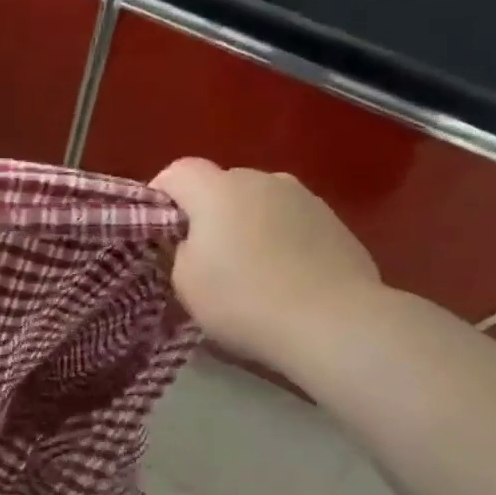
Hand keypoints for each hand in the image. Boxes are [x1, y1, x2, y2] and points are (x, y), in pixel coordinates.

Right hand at [151, 159, 382, 364]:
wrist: (333, 323)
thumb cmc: (243, 300)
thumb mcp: (185, 282)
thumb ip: (179, 250)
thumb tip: (191, 241)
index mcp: (218, 189)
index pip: (176, 172)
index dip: (161, 197)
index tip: (160, 232)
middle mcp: (262, 180)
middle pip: (221, 185)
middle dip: (207, 212)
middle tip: (203, 257)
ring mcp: (304, 197)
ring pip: (260, 202)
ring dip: (247, 224)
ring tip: (250, 269)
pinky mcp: (335, 221)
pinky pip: (292, 222)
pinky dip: (281, 239)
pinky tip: (286, 277)